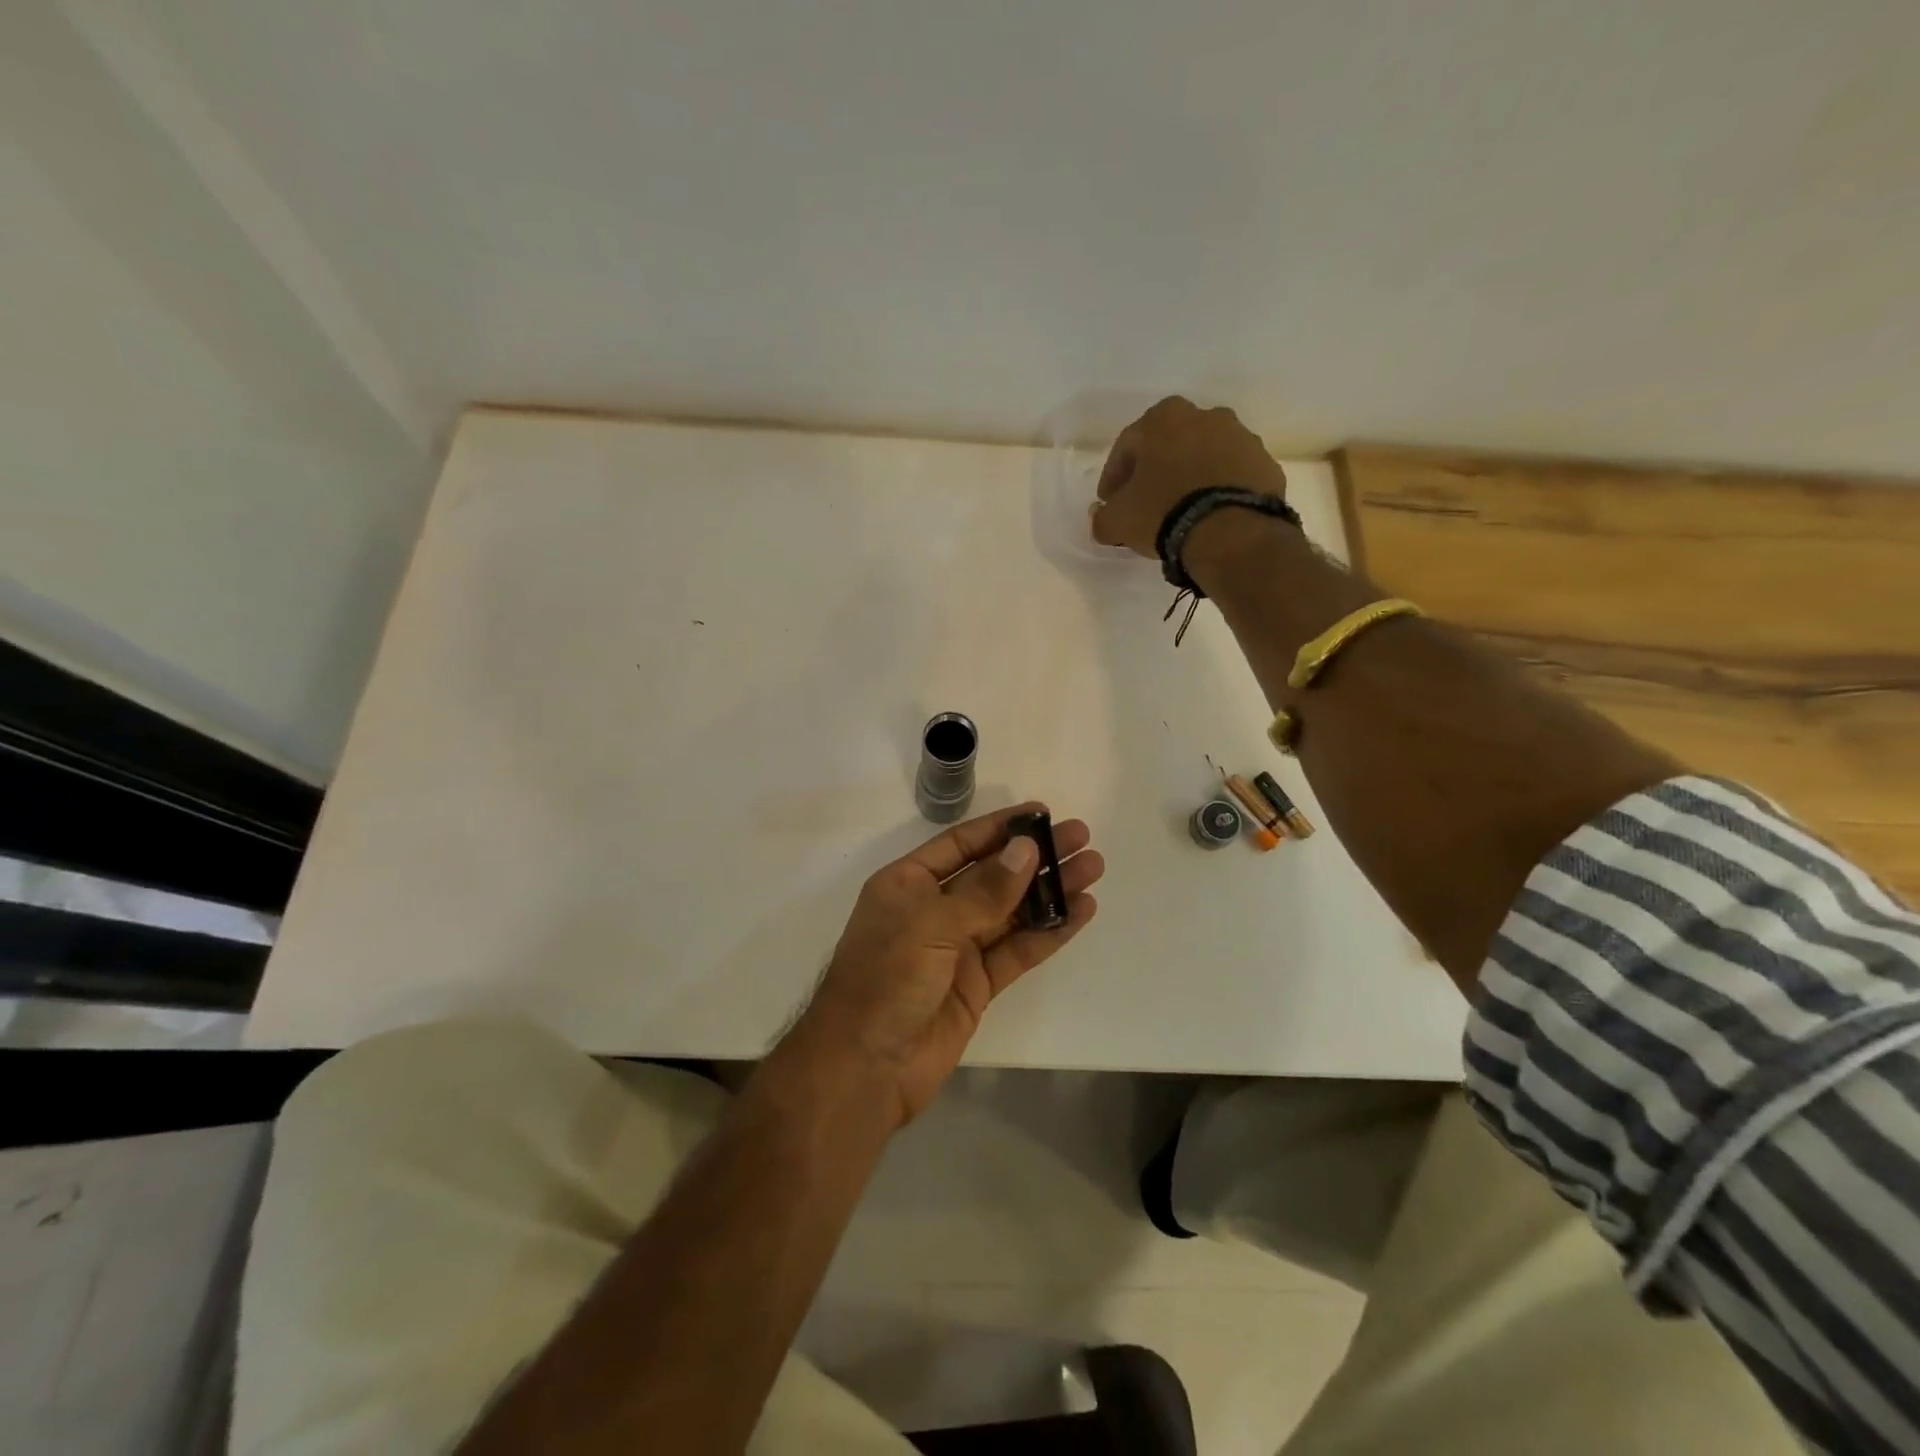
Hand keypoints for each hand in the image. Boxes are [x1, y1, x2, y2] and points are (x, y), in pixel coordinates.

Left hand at [788, 803, 1102, 1128]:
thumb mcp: (931, 925)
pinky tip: (1080, 913)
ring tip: (1093, 869)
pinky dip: (1048, 932)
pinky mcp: (977, 985)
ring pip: (1011, 912)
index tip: (1042, 813)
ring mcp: (956, 949)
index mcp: (908, 884)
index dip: (1001, 828)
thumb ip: (984, 891)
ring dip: (1050, 891)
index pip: (961, 844)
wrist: (864, 1069)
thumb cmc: (885, 981)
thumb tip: (1026, 848)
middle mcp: (933, 910)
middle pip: (992, 875)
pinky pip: (1017, 950)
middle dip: (1035, 857)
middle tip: (1081, 838)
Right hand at [1089, 396, 1287, 556]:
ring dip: (1190, 477)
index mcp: (1163, 418)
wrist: (1231, 531)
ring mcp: (1241, 437)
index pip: (1127, 446)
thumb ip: (1102, 517)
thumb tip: (1101, 517)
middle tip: (1145, 502)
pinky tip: (1210, 515)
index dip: (1113, 477)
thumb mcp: (1117, 521)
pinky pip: (1232, 475)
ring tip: (1181, 511)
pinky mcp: (1265, 464)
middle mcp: (1205, 416)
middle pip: (1169, 444)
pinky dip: (1219, 489)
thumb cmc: (1163, 512)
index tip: (1110, 503)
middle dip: (1155, 470)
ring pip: (1204, 456)